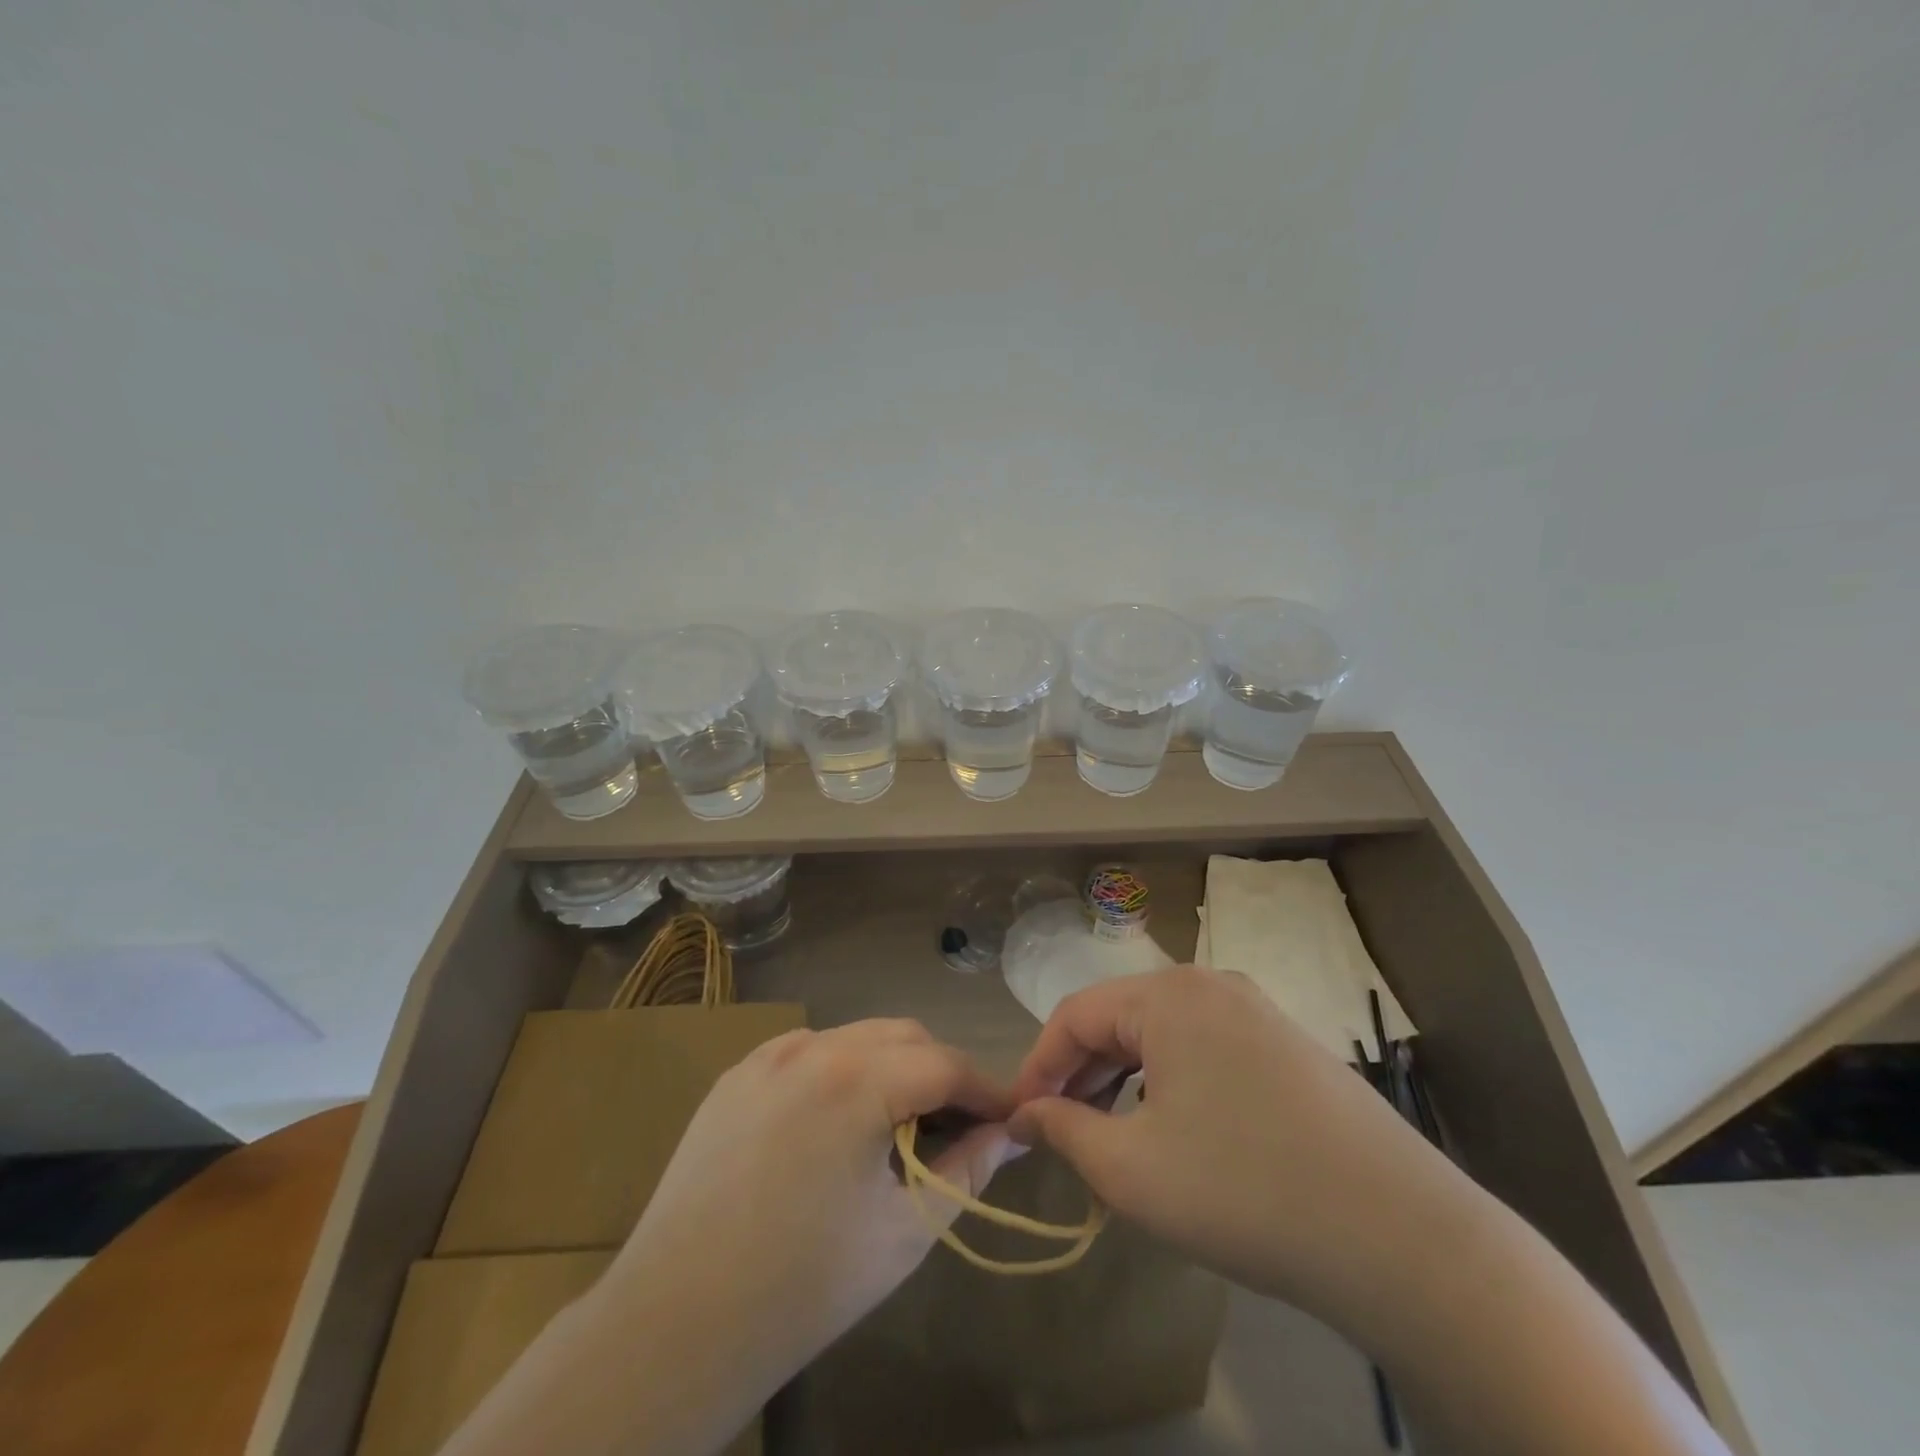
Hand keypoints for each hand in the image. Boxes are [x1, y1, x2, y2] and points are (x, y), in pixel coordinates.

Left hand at [603, 1019, 1017, 1389]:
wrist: (674, 1324)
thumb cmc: (804, 1286)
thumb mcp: (905, 1230)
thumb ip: (968, 1170)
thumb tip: (1009, 1133)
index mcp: (857, 1079)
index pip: (946, 1063)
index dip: (986, 1089)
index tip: (1009, 1119)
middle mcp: (813, 1045)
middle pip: (903, 1037)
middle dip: (941, 1072)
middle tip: (959, 1124)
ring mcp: (768, 1055)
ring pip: (856, 1037)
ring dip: (892, 1067)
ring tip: (900, 1124)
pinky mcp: (737, 1074)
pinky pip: (809, 1053)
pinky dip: (842, 1072)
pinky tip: (837, 1122)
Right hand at [1009, 966, 1474, 1323]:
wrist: (1402, 1238)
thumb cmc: (1244, 1191)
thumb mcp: (1132, 1170)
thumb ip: (1065, 1131)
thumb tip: (1027, 1114)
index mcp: (1169, 994)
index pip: (1075, 1014)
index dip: (1038, 1066)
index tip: (1018, 1118)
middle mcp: (1213, 985)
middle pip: (1121, 1018)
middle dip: (1081, 1073)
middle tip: (1058, 1130)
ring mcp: (1259, 1013)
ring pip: (1164, 1035)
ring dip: (1124, 1078)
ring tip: (1109, 1133)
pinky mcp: (1291, 1047)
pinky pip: (1206, 1050)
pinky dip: (1172, 1083)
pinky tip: (1175, 1130)